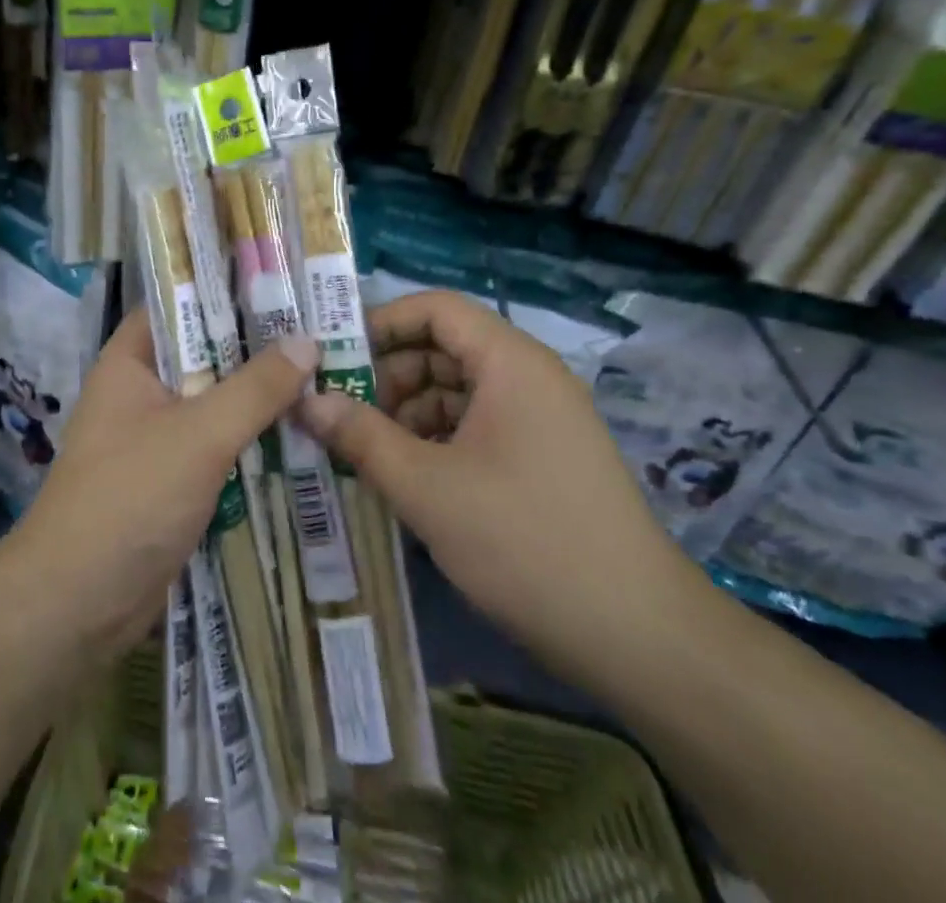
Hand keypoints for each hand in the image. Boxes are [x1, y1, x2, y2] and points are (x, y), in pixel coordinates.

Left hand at [8, 310, 318, 650]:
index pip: (179, 303)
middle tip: (321, 329)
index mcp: (131, 361)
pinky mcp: (173, 481)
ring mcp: (156, 438)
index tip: (281, 281)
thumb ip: (255, 388)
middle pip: (205, 355)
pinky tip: (303, 434)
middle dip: (257, 347)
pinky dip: (252, 441)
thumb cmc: (130, 498)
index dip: (225, 289)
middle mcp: (142, 391)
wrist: (78, 603)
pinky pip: (218, 447)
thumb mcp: (199, 434)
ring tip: (326, 374)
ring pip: (216, 404)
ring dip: (260, 398)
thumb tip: (307, 341)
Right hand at [298, 290, 704, 686]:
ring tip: (363, 453)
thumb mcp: (427, 488)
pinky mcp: (540, 459)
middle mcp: (527, 378)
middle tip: (339, 415)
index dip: (380, 324)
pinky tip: (405, 478)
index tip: (332, 359)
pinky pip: (474, 428)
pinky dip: (434, 442)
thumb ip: (361, 436)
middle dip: (386, 377)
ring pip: (455, 392)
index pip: (435, 309)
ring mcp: (538, 420)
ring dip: (406, 414)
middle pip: (442, 349)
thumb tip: (305, 401)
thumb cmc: (526, 542)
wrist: (640, 638)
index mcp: (510, 363)